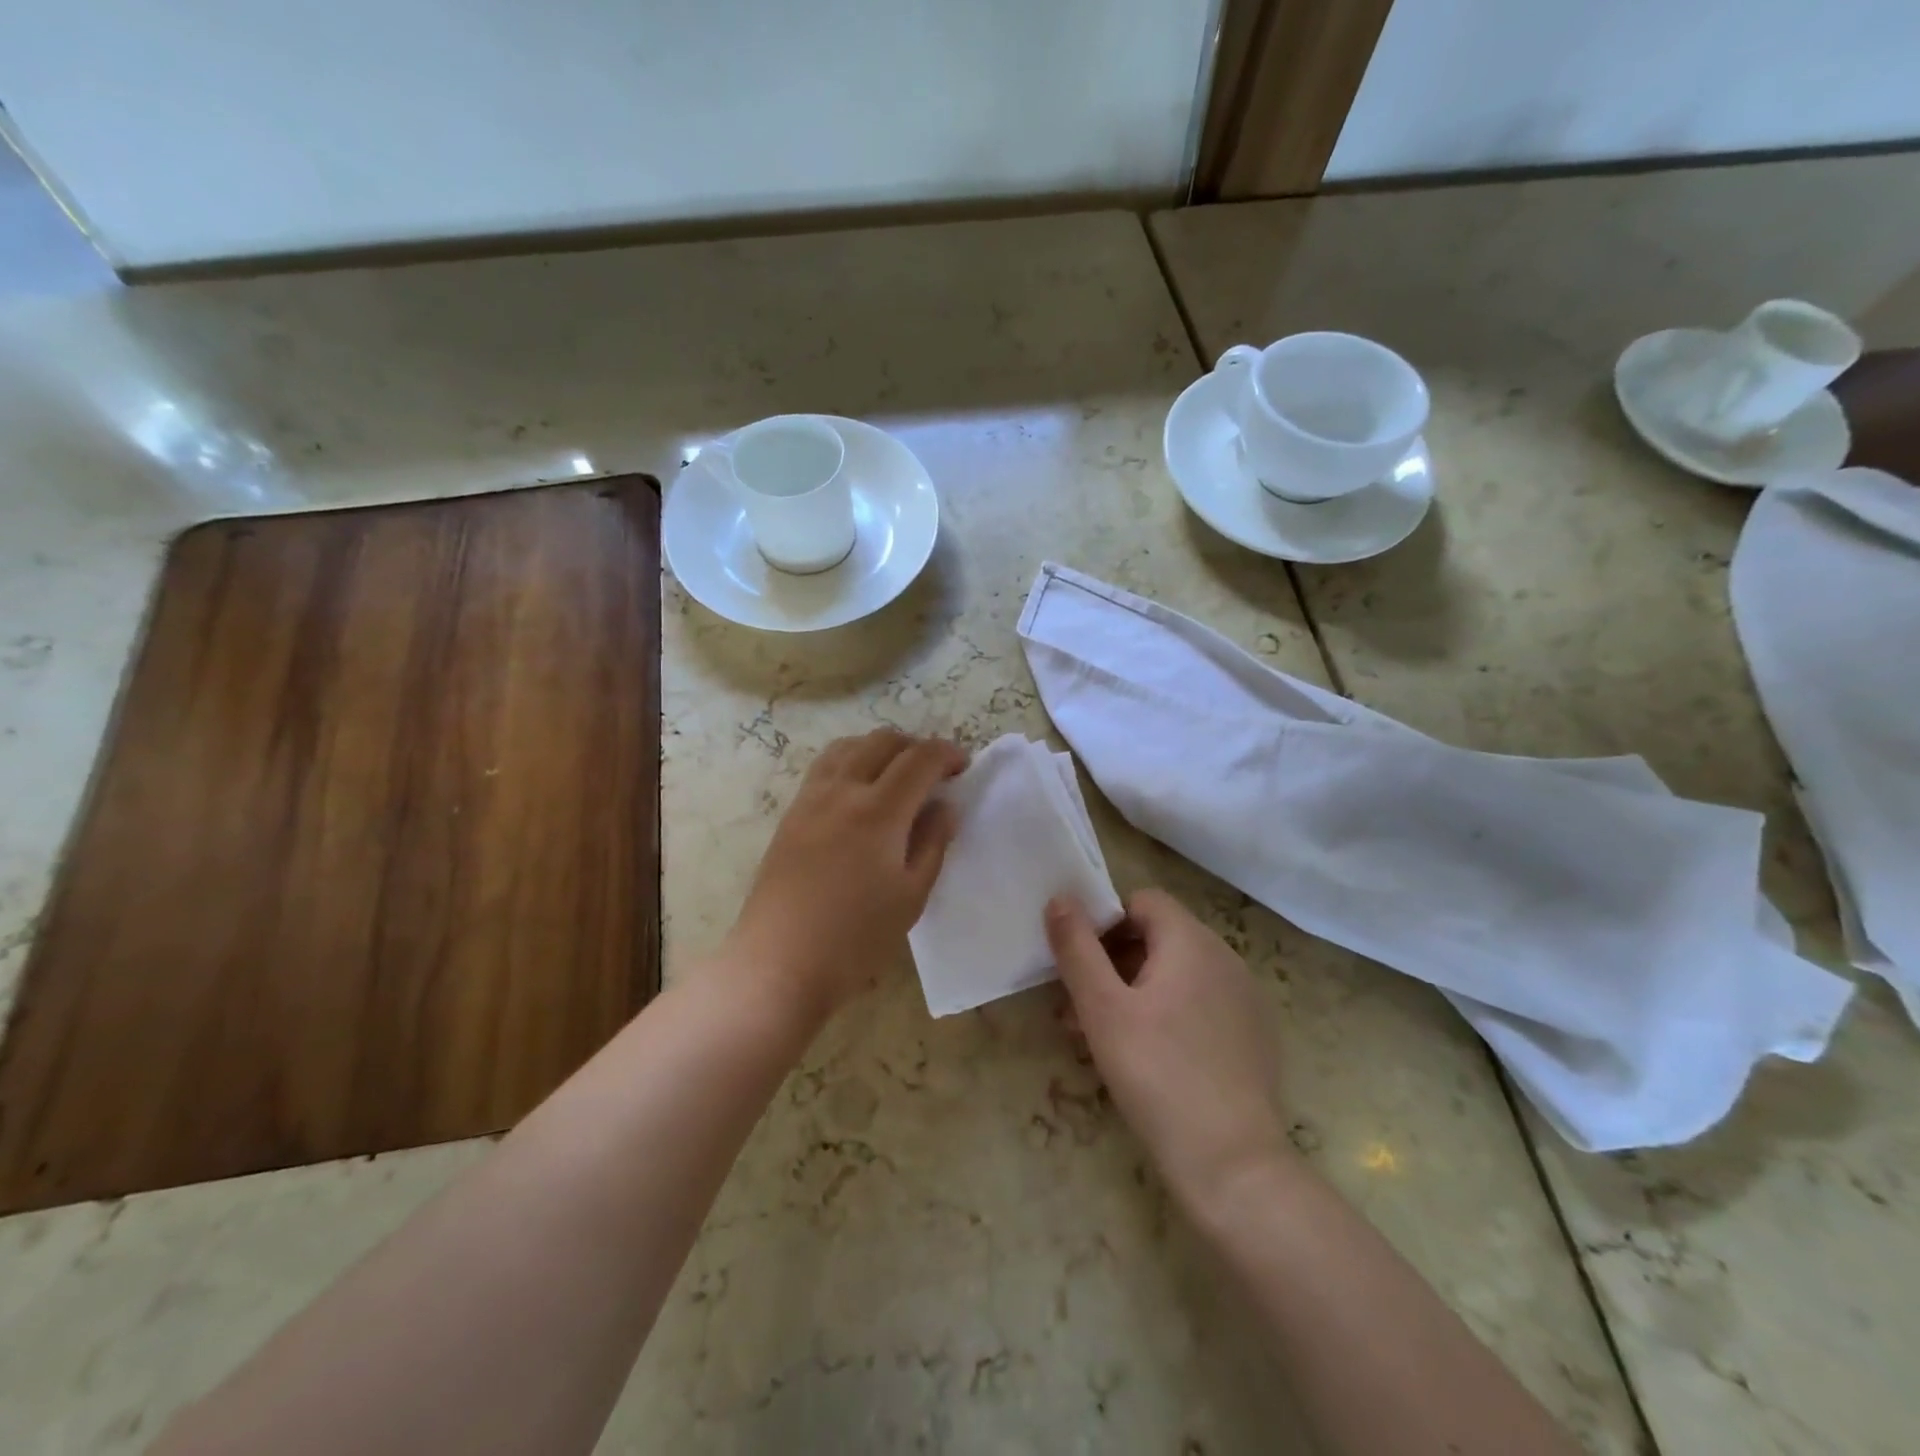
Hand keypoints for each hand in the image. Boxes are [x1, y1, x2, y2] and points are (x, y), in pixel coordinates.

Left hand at [727, 729, 964, 1021]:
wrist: (779, 962)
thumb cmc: (855, 937)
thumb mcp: (911, 896)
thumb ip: (933, 842)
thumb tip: (944, 807)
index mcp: (879, 811)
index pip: (920, 759)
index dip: (947, 754)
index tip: (964, 768)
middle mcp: (842, 791)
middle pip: (883, 741)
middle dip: (916, 746)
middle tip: (934, 774)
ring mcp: (810, 798)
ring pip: (849, 746)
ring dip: (880, 749)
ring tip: (896, 776)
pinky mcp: (791, 813)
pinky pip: (825, 766)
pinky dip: (852, 761)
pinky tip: (860, 792)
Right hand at [1046, 889, 1291, 1210]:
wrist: (1232, 1164)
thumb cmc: (1157, 1074)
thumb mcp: (1102, 1009)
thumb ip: (1077, 948)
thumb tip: (1060, 899)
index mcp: (1192, 941)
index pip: (1143, 901)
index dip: (1106, 921)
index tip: (1080, 962)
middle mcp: (1225, 958)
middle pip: (1159, 937)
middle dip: (1114, 962)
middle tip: (1079, 1006)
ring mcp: (1245, 998)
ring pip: (1178, 974)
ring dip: (1135, 991)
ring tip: (1101, 1038)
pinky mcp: (1253, 1035)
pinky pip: (1201, 1005)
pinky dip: (1169, 1014)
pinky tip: (1148, 1058)